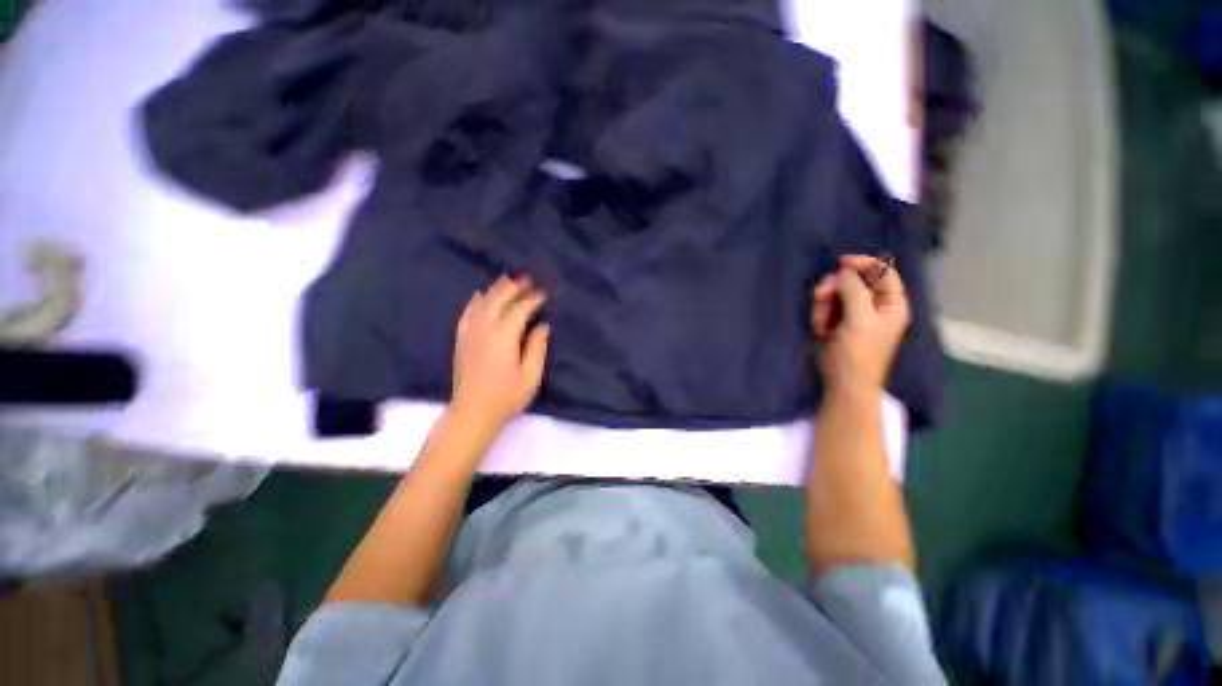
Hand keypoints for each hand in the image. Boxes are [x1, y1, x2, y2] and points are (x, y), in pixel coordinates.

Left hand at [451, 275, 550, 430]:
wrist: (473, 413)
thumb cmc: (506, 397)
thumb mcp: (530, 376)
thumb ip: (537, 348)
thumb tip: (542, 327)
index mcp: (504, 338)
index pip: (519, 310)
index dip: (532, 300)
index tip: (543, 294)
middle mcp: (485, 331)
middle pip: (498, 301)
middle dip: (513, 288)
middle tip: (526, 279)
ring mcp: (470, 335)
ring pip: (481, 304)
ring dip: (495, 290)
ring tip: (506, 279)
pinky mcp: (461, 341)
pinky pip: (466, 314)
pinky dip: (474, 302)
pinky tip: (478, 295)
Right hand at [811, 255, 910, 398]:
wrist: (843, 385)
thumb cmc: (857, 355)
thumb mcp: (859, 320)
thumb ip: (854, 291)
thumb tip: (845, 269)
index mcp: (892, 303)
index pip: (881, 271)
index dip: (861, 263)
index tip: (838, 264)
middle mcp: (875, 305)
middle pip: (853, 280)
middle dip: (834, 288)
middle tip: (820, 298)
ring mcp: (855, 314)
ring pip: (835, 293)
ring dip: (823, 304)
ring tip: (820, 324)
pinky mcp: (839, 323)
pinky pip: (827, 307)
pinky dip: (820, 314)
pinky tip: (820, 329)